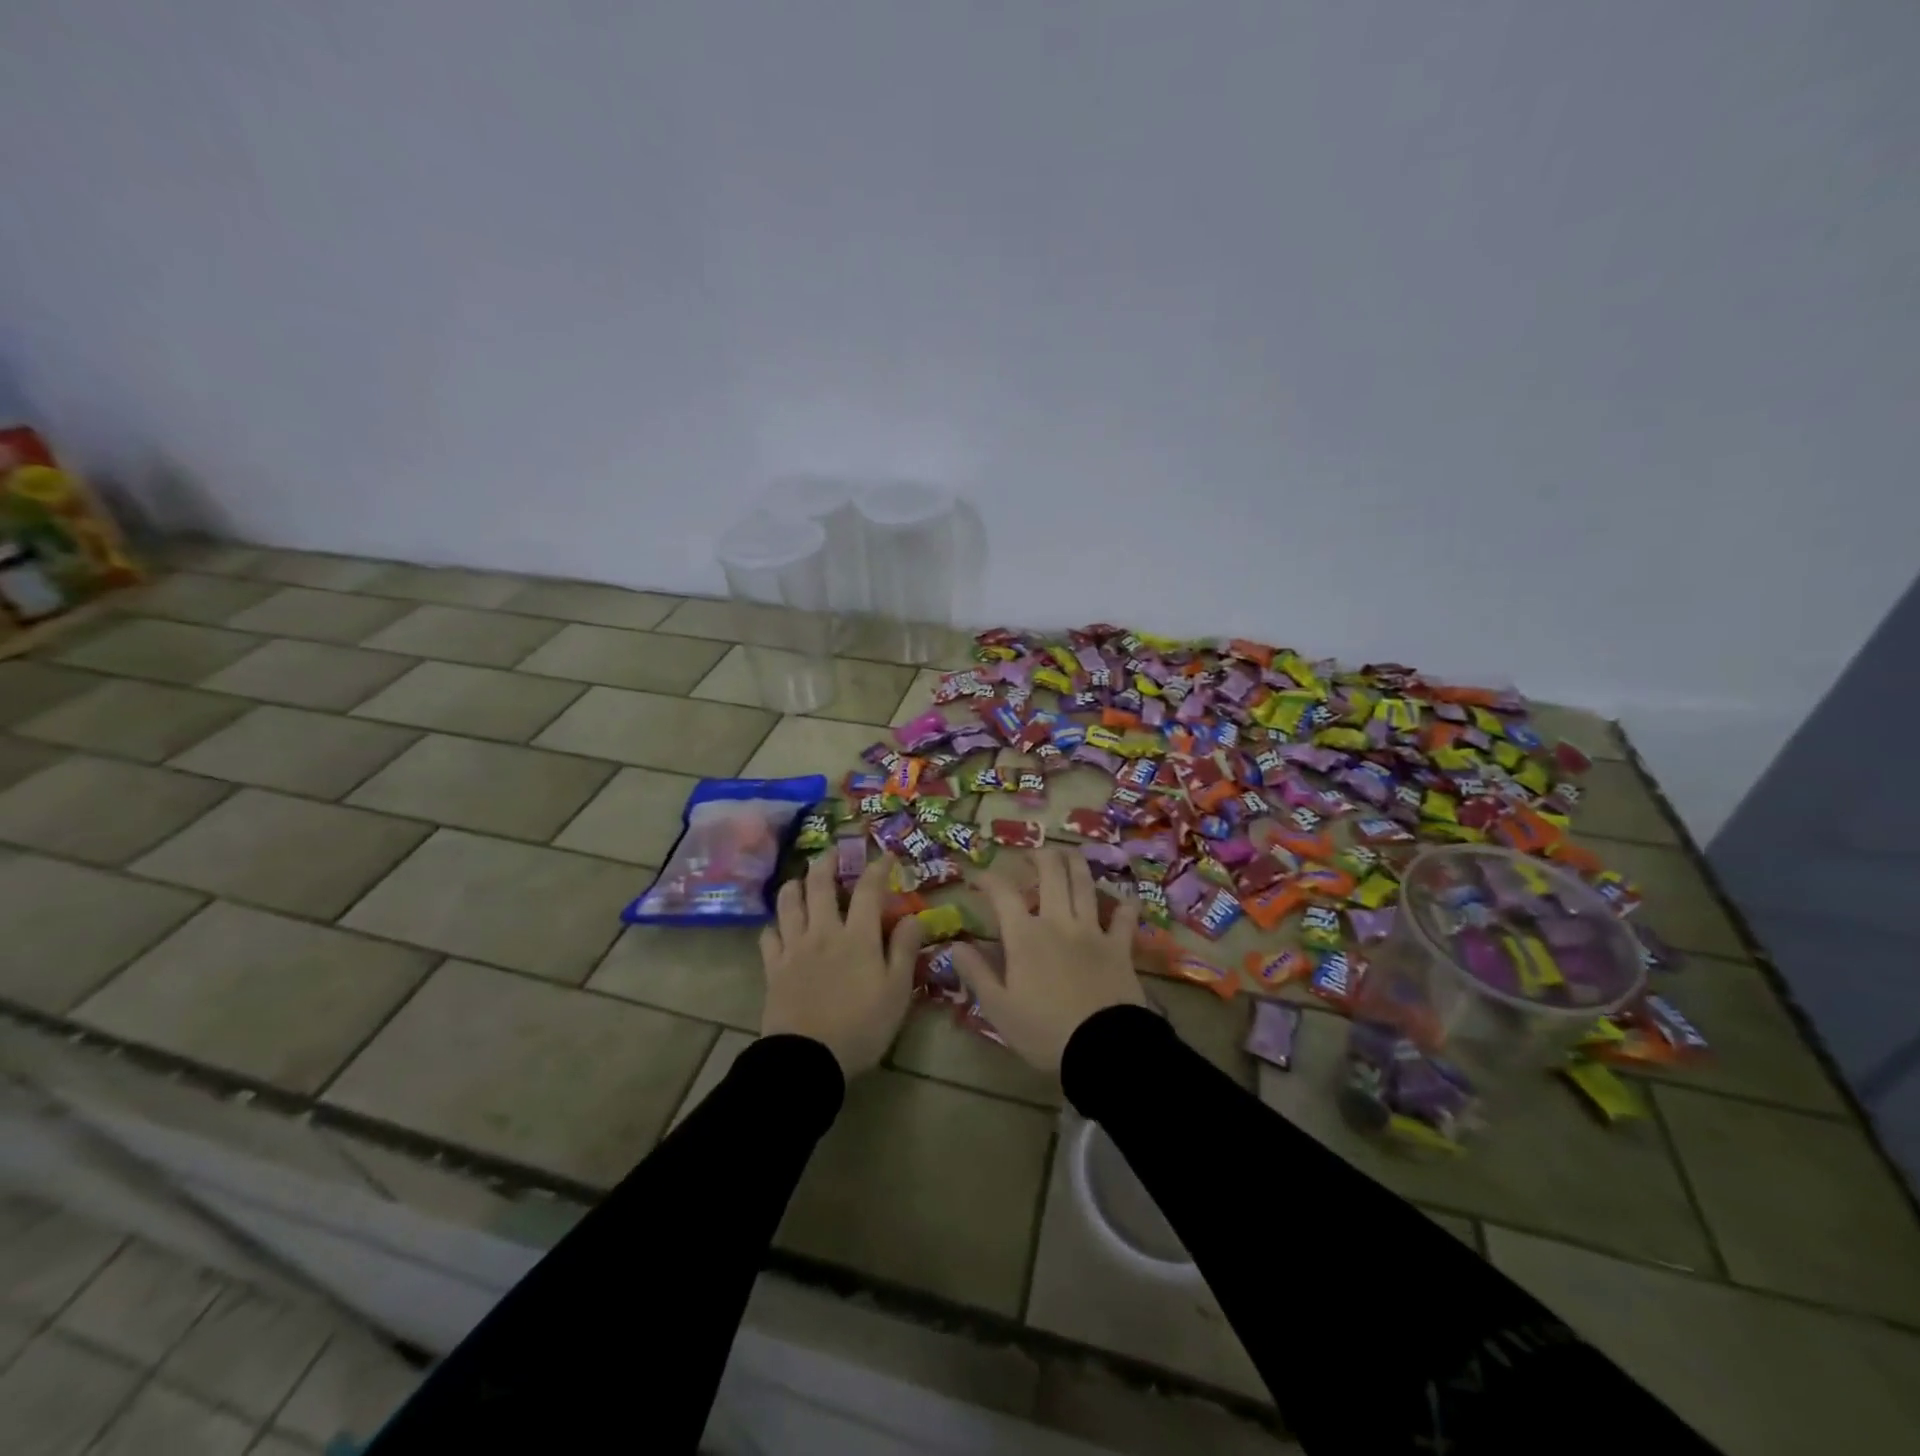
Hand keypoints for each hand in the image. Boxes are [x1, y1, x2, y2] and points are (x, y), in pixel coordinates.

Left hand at [760, 853, 922, 1078]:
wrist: (808, 1060)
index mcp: (858, 937)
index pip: (868, 890)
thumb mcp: (897, 992)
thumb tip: (914, 916)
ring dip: (794, 886)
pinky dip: (773, 926)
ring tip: (799, 880)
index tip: (884, 855)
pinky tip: (778, 927)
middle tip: (831, 851)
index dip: (877, 868)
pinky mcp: (773, 968)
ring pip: (788, 904)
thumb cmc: (862, 1027)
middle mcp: (823, 932)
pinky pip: (768, 937)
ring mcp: (794, 948)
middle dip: (826, 862)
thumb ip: (905, 950)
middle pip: (819, 885)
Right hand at [950, 847, 1144, 1071]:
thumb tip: (955, 944)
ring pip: (1085, 885)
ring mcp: (1093, 931)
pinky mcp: (1120, 947)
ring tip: (1068, 855)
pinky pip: (1125, 917)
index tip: (976, 877)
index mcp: (1025, 936)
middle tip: (1030, 855)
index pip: (1002, 893)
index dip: (987, 878)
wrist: (1103, 1048)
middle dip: (1039, 856)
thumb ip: (976, 972)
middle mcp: (1058, 922)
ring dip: (1076, 864)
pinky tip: (1123, 899)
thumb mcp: (998, 1008)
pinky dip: (1124, 905)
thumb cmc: (1044, 1031)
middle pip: (1051, 873)